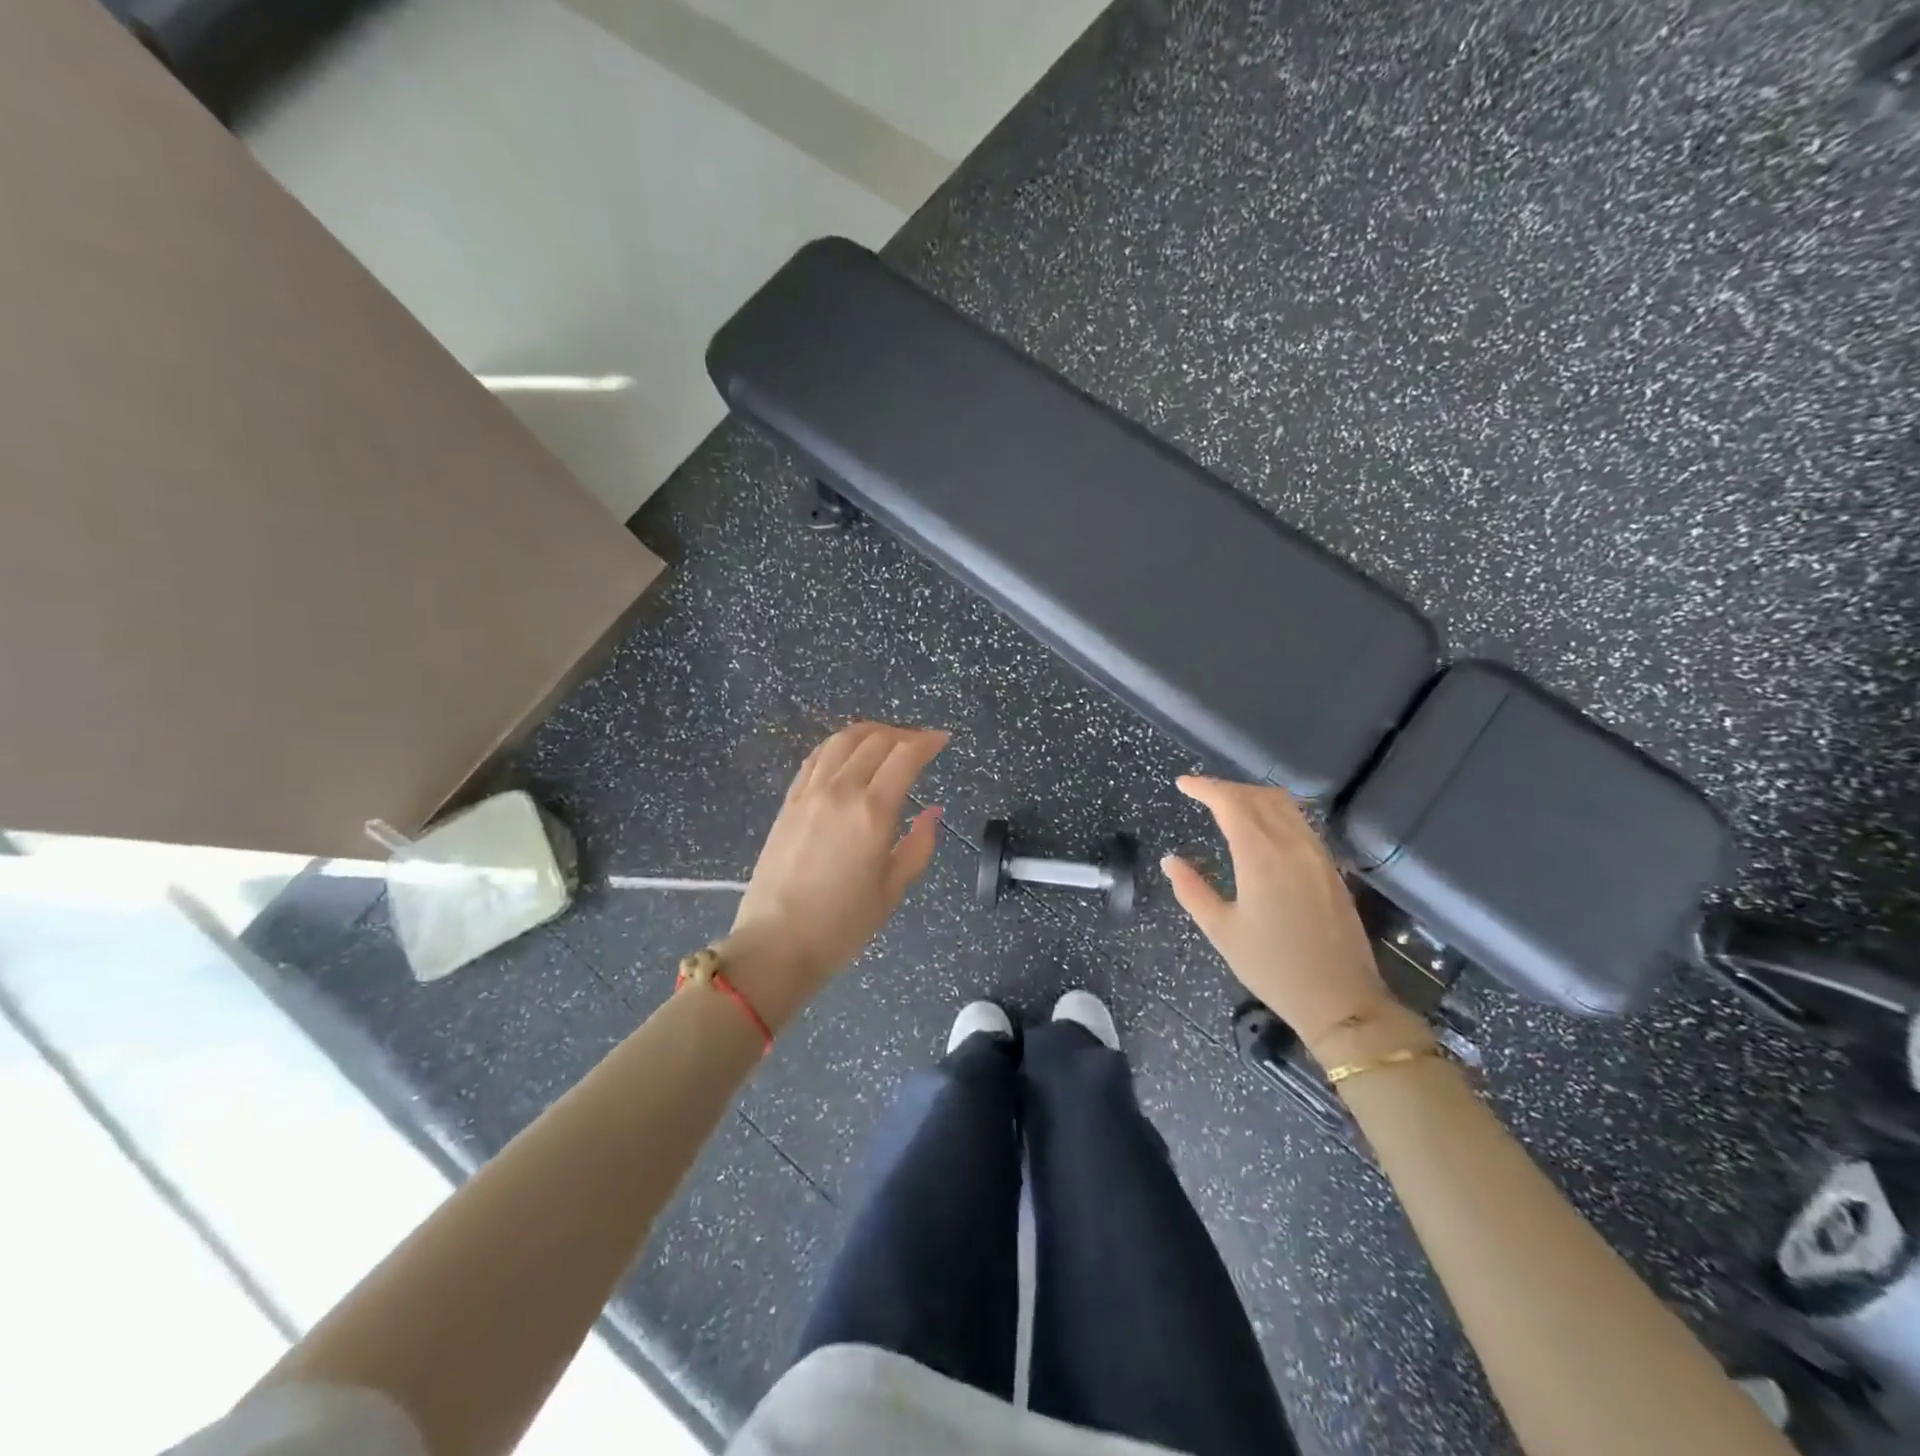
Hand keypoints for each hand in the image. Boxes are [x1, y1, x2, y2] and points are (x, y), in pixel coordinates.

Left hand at [722, 722, 947, 1029]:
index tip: (942, 739)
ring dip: (870, 732)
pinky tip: (847, 753)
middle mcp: (841, 791)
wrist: (777, 943)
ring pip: (842, 740)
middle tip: (920, 744)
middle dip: (904, 735)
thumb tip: (932, 812)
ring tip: (887, 740)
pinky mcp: (789, 802)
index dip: (928, 741)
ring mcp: (810, 793)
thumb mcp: (894, 888)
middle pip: (875, 740)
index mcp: (873, 811)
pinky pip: (816, 758)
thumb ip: (919, 844)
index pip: (905, 756)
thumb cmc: (843, 924)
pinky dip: (838, 746)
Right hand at [1163, 776, 1393, 1057]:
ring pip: (1285, 805)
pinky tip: (1262, 826)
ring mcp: (1316, 854)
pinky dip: (1275, 811)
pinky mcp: (1330, 867)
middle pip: (1259, 797)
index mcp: (1261, 857)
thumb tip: (1170, 860)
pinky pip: (1300, 822)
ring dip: (1253, 795)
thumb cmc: (1273, 968)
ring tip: (1227, 803)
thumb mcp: (1222, 932)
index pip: (1231, 804)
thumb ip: (1192, 890)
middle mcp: (1292, 845)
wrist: (1342, 1000)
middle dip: (1226, 788)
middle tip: (1200, 793)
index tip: (1182, 784)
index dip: (1205, 788)